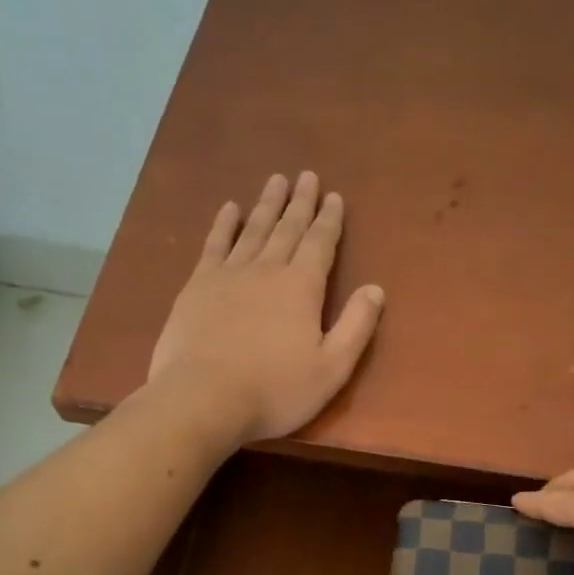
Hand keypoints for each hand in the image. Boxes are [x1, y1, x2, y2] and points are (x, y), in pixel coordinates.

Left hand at [147, 172, 384, 443]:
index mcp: (302, 287)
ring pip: (253, 229)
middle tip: (307, 176)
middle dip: (300, 203)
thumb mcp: (331, 368)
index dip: (329, 220)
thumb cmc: (275, 391)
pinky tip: (229, 208)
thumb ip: (356, 327)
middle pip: (287, 228)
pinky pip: (214, 245)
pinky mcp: (197, 286)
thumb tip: (376, 289)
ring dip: (266, 204)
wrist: (203, 398)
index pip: (320, 244)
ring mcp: (228, 274)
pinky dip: (223, 224)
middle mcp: (267, 269)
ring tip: (275, 180)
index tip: (334, 197)